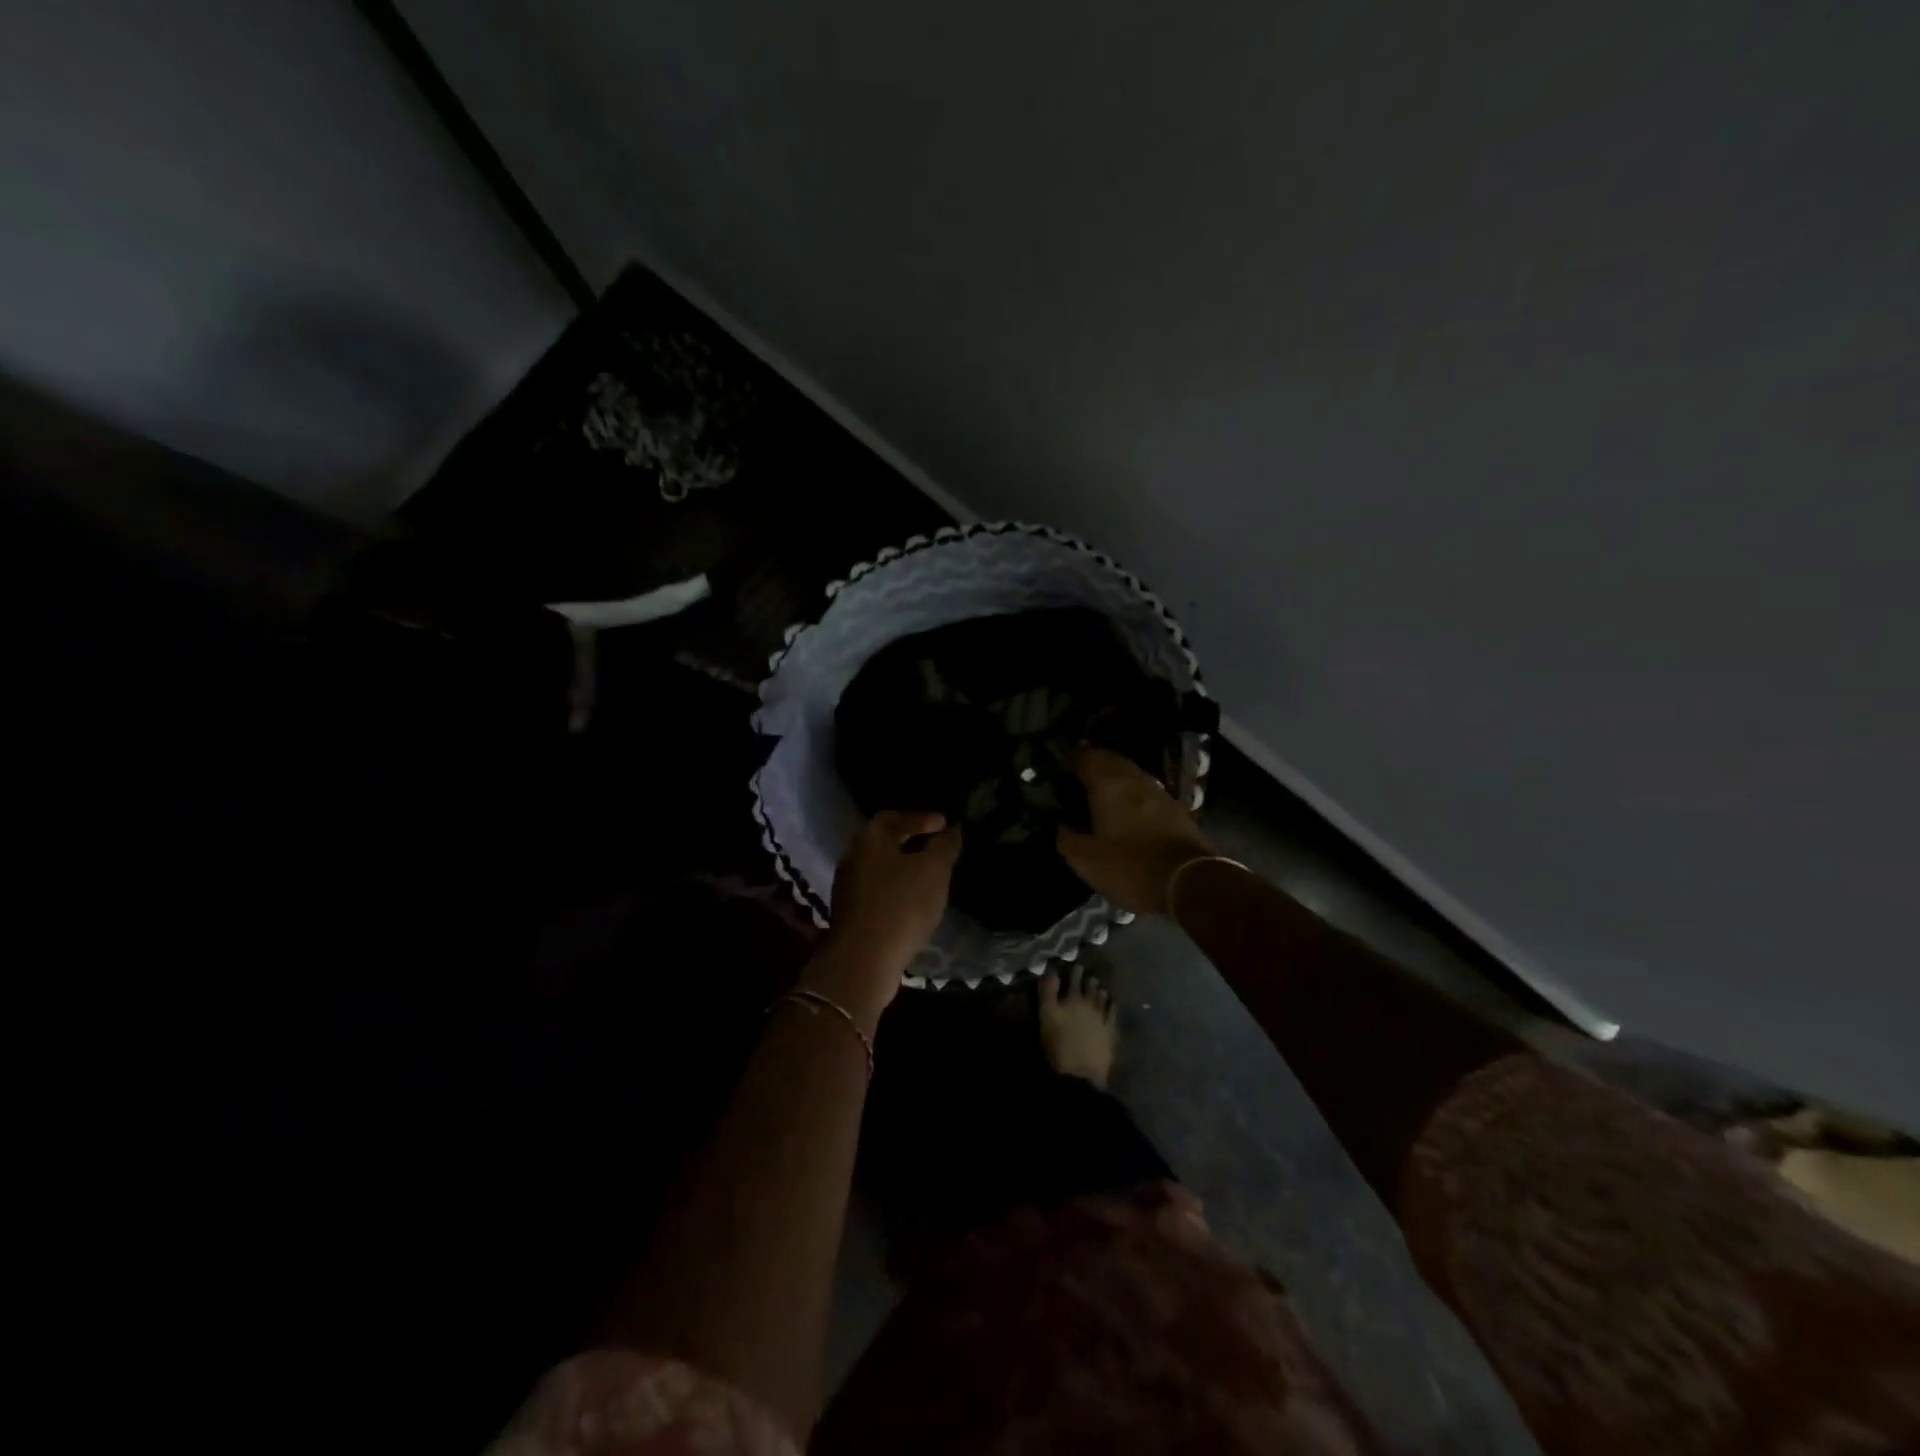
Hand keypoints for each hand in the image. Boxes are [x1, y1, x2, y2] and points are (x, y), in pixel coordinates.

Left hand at [814, 811, 961, 1019]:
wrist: (863, 960)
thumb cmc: (901, 905)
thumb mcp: (934, 871)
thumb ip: (945, 846)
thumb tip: (952, 829)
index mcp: (870, 838)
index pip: (895, 816)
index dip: (921, 818)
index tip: (944, 824)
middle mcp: (853, 856)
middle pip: (884, 841)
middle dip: (911, 842)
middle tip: (937, 847)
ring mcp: (847, 886)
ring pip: (880, 867)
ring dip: (903, 868)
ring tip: (929, 876)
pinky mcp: (850, 913)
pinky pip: (877, 891)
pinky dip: (896, 889)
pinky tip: (913, 902)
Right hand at [1056, 746, 1213, 914]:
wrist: (1191, 882)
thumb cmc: (1131, 867)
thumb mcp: (1087, 861)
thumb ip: (1068, 839)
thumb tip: (1062, 825)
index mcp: (1109, 784)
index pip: (1087, 756)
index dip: (1072, 761)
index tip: (1060, 774)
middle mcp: (1135, 779)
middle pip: (1111, 761)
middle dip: (1094, 768)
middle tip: (1078, 785)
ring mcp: (1159, 792)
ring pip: (1131, 776)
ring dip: (1115, 782)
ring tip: (1100, 800)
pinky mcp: (1176, 809)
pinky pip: (1147, 793)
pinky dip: (1133, 797)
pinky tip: (1127, 815)